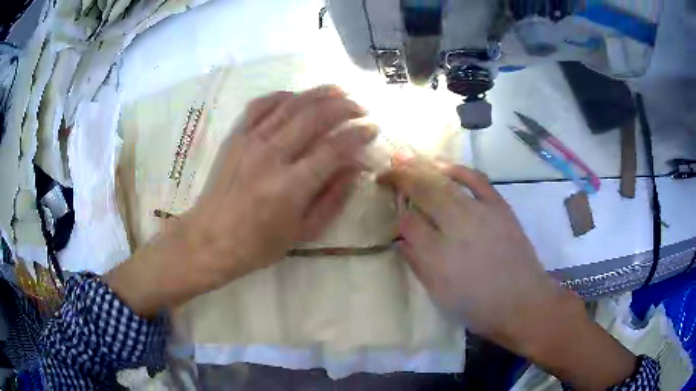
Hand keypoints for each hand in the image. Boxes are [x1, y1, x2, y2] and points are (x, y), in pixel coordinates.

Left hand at [106, 86, 375, 316]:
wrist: (210, 239)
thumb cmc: (258, 244)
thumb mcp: (304, 231)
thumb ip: (334, 197)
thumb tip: (357, 168)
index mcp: (290, 186)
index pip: (334, 148)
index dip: (358, 135)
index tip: (373, 129)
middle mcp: (270, 156)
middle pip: (314, 117)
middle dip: (344, 107)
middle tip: (360, 108)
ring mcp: (250, 141)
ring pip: (290, 104)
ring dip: (318, 93)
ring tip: (339, 91)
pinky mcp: (235, 136)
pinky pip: (260, 105)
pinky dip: (282, 95)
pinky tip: (297, 96)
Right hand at [379, 158, 635, 389]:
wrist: (533, 306)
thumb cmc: (488, 311)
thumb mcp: (447, 295)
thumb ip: (424, 261)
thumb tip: (406, 232)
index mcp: (449, 257)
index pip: (411, 215)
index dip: (396, 197)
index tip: (383, 185)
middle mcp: (468, 230)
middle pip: (430, 191)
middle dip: (406, 172)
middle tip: (389, 157)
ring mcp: (491, 217)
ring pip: (454, 180)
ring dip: (431, 165)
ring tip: (413, 152)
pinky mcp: (507, 213)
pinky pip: (482, 183)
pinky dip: (464, 169)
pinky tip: (452, 164)